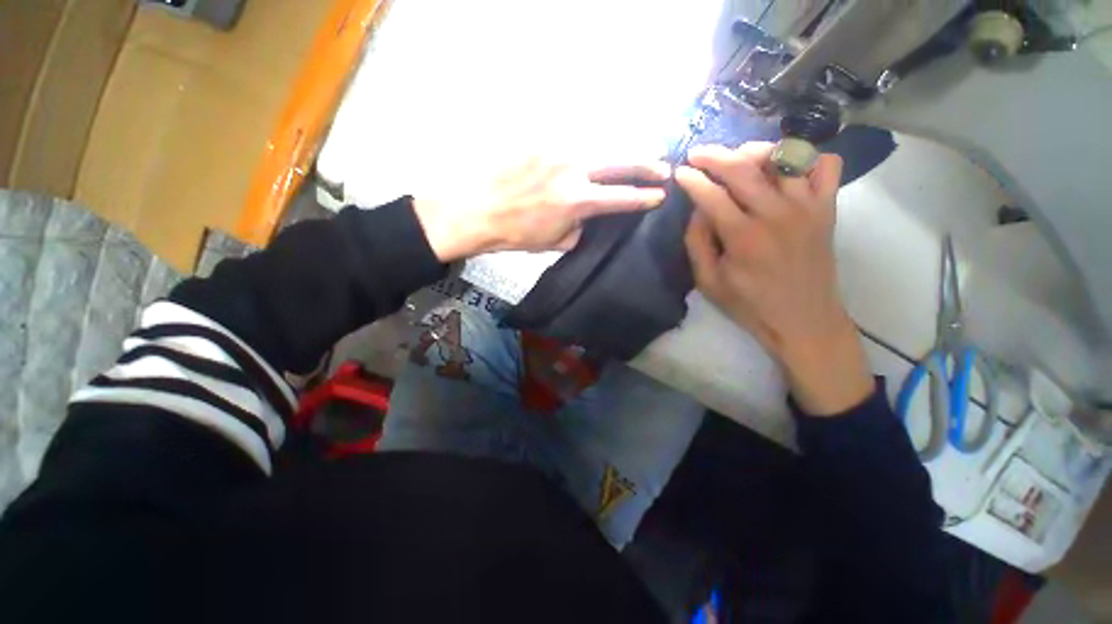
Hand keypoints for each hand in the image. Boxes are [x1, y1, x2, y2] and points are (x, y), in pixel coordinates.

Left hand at [413, 158, 668, 261]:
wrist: (476, 211)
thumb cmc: (515, 234)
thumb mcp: (554, 242)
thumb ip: (579, 228)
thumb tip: (589, 217)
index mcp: (578, 201)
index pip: (621, 197)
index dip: (644, 196)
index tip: (660, 194)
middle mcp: (573, 170)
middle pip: (620, 161)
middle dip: (646, 164)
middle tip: (664, 166)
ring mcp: (556, 150)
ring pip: (597, 146)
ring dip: (617, 153)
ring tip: (631, 158)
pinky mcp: (539, 139)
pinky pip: (570, 141)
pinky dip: (585, 149)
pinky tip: (588, 155)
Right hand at [678, 143, 872, 415]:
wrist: (803, 319)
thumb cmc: (749, 304)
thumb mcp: (708, 281)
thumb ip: (697, 243)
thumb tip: (698, 208)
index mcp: (743, 237)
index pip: (711, 194)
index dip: (692, 179)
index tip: (680, 171)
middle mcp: (776, 214)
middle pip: (743, 167)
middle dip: (714, 155)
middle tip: (698, 153)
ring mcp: (807, 207)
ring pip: (784, 156)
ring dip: (755, 150)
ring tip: (738, 157)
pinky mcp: (827, 208)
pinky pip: (827, 165)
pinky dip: (808, 158)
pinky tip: (787, 169)